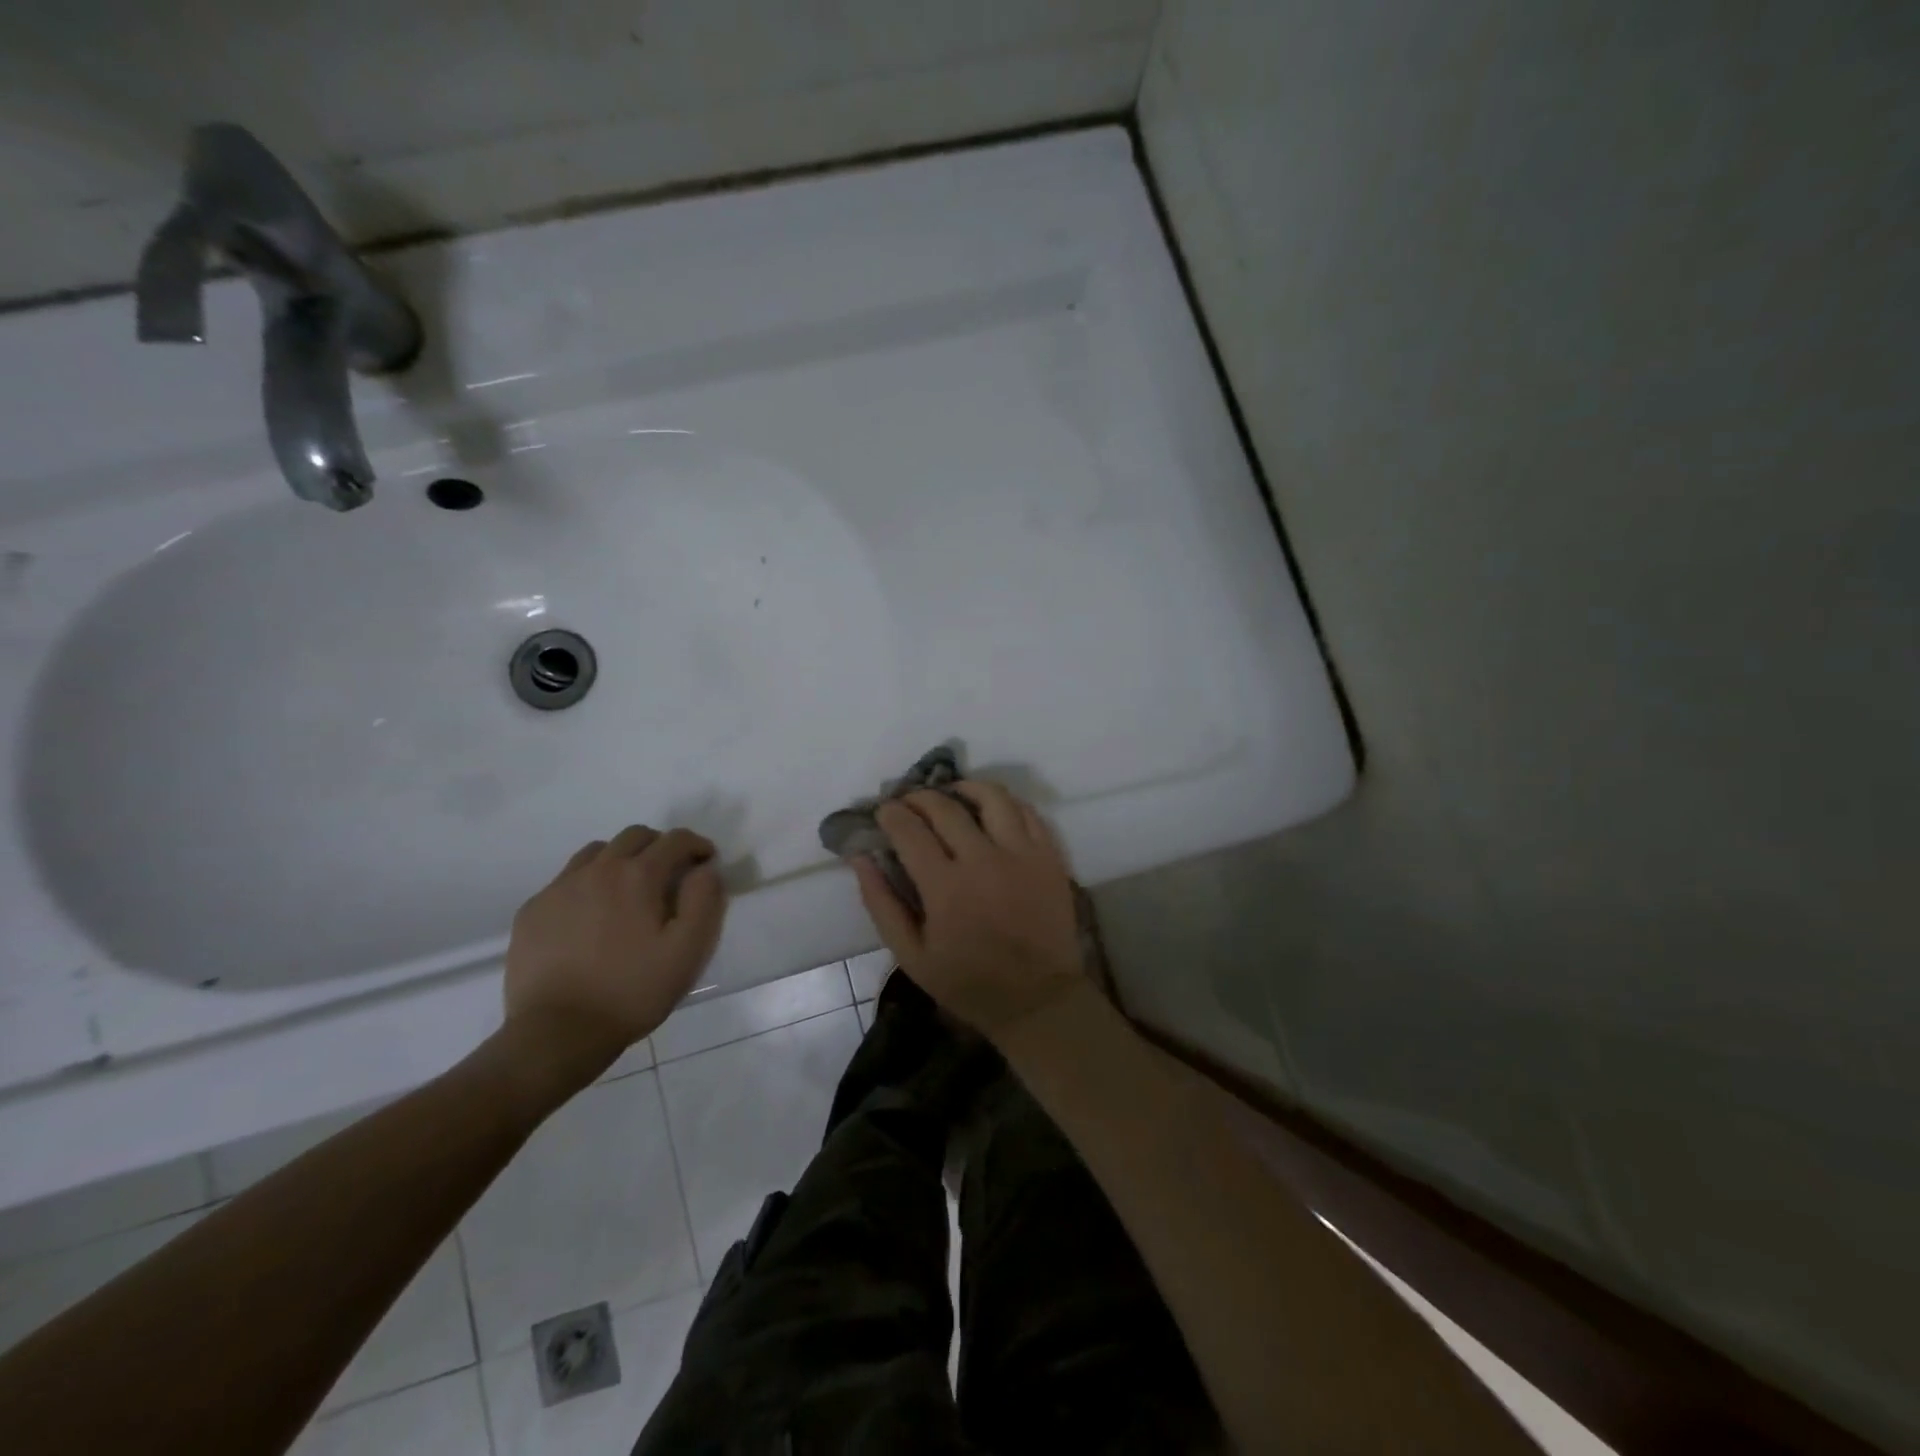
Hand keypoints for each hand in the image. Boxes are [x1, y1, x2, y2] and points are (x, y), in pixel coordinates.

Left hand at [504, 826, 726, 1073]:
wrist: (557, 1033)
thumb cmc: (633, 991)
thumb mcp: (688, 951)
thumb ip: (704, 900)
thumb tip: (706, 869)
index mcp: (638, 876)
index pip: (675, 840)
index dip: (697, 845)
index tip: (707, 862)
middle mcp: (597, 870)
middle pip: (634, 836)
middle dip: (660, 846)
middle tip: (671, 874)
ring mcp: (559, 888)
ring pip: (596, 852)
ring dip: (621, 859)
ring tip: (629, 891)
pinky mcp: (533, 910)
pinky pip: (566, 880)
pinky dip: (588, 884)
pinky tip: (591, 916)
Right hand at [854, 782, 1084, 1041]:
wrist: (1037, 999)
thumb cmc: (968, 982)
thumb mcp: (911, 955)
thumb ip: (881, 903)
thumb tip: (859, 857)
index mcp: (945, 887)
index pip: (909, 830)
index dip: (891, 814)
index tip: (884, 811)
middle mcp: (984, 860)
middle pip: (945, 807)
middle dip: (919, 797)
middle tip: (909, 802)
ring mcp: (1022, 854)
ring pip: (992, 797)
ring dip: (964, 788)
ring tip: (951, 794)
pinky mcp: (1049, 857)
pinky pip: (1027, 812)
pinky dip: (1005, 803)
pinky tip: (990, 809)